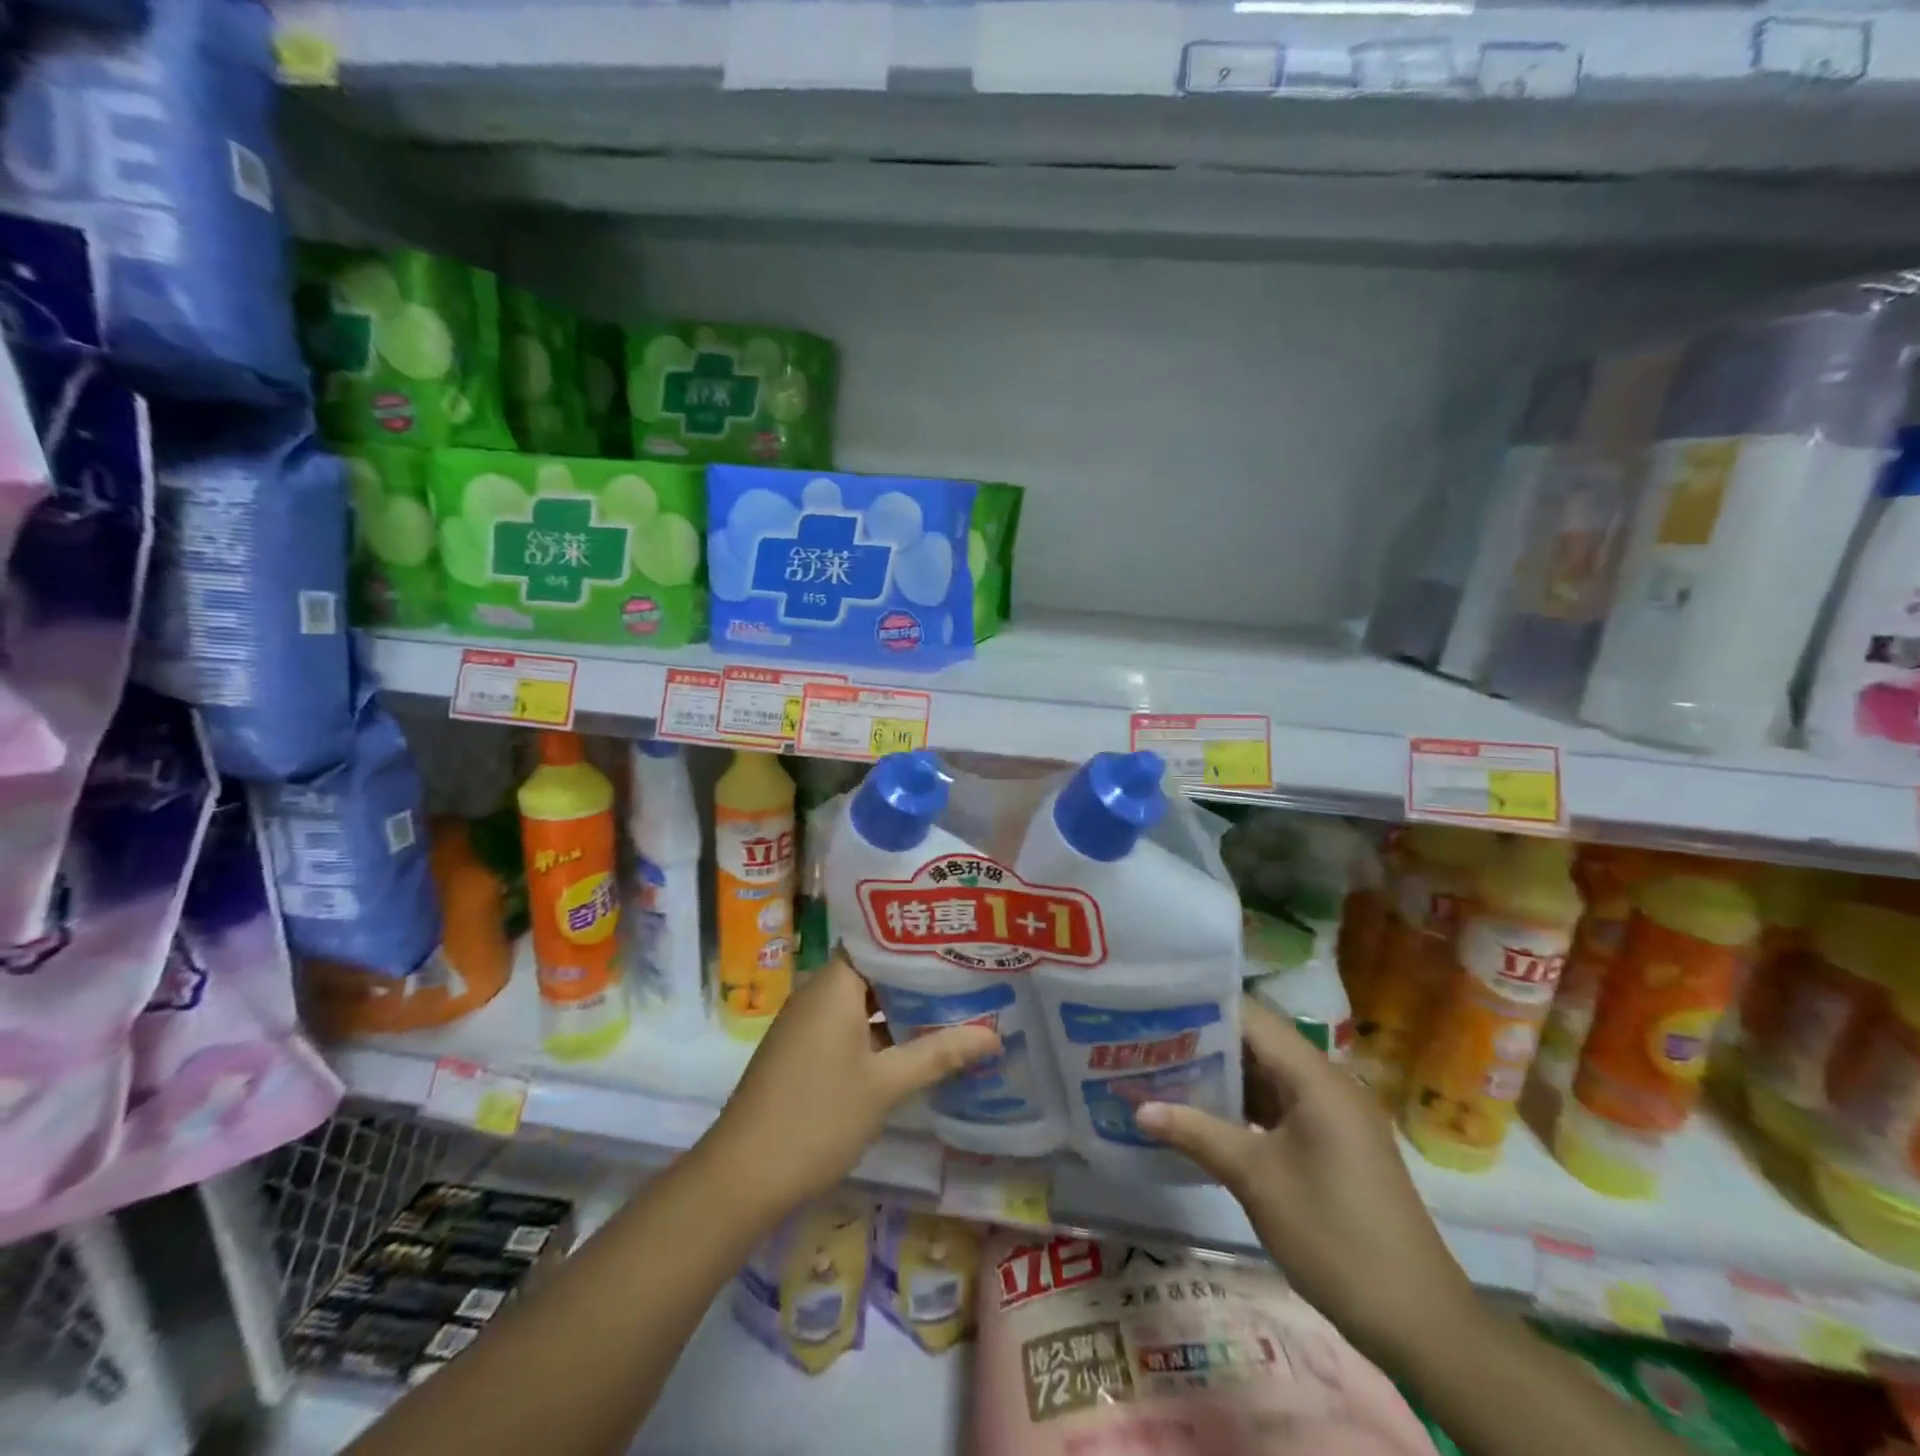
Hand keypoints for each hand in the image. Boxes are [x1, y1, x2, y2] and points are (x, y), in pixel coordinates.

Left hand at [699, 953, 1001, 1217]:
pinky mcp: (804, 1051)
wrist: (743, 1176)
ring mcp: (809, 1023)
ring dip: (902, 1008)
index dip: (918, 939)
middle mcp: (819, 993)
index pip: (879, 940)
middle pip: (875, 970)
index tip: (957, 939)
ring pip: (864, 1001)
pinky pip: (850, 1025)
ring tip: (955, 1005)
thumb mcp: (885, 1086)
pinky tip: (916, 1046)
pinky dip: (881, 1030)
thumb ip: (938, 1054)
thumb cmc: (817, 1117)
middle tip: (968, 972)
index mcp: (834, 984)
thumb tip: (993, 1035)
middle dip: (919, 977)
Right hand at [1135, 998, 1477, 1367]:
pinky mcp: (1333, 1144)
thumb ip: (1197, 1134)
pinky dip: (1243, 1107)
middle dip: (1203, 1043)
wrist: (1419, 1322)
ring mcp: (1332, 1115)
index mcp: (1315, 1077)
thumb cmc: (1335, 1235)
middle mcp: (1326, 1083)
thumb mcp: (1256, 1180)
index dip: (1202, 1009)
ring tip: (1162, 1070)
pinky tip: (1202, 1115)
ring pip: (1267, 1077)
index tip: (1155, 1006)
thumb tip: (1138, 1109)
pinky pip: (1280, 1107)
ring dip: (1221, 1077)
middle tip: (1147, 1041)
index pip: (1251, 1018)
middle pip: (1257, 1044)